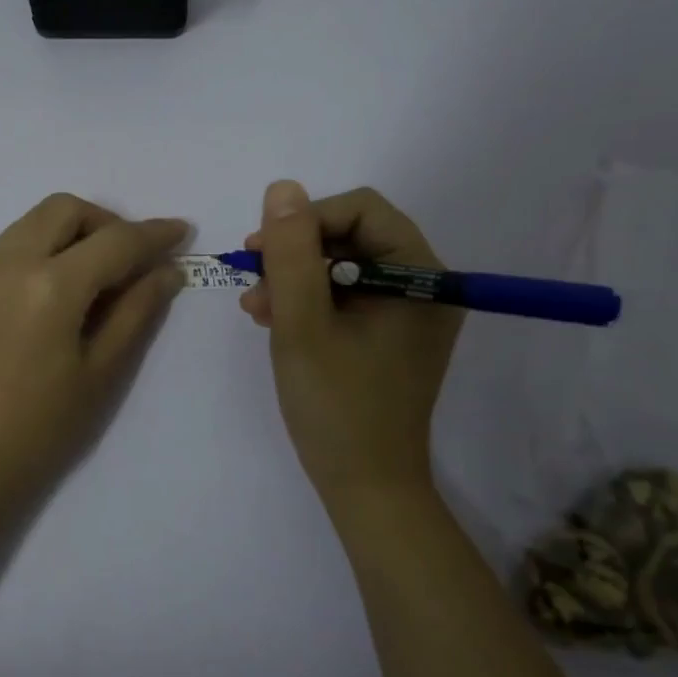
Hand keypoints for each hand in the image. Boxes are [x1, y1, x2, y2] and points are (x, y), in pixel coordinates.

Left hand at [0, 193, 188, 518]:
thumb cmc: (39, 430)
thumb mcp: (101, 373)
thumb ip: (137, 311)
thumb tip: (168, 270)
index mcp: (50, 284)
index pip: (114, 241)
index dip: (154, 234)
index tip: (182, 231)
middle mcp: (10, 262)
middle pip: (65, 209)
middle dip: (107, 222)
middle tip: (133, 261)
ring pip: (34, 221)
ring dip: (73, 231)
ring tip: (100, 276)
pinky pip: (13, 246)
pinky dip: (45, 248)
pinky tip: (61, 292)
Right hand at [240, 182, 462, 495]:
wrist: (365, 487)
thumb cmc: (336, 406)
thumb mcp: (302, 324)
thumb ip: (291, 253)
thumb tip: (283, 189)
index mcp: (421, 277)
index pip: (363, 211)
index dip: (308, 220)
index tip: (262, 249)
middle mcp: (424, 287)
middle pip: (352, 235)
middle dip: (296, 252)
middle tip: (253, 277)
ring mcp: (407, 312)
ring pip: (343, 265)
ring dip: (295, 277)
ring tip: (256, 306)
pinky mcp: (390, 334)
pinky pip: (346, 296)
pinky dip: (308, 301)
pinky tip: (272, 318)